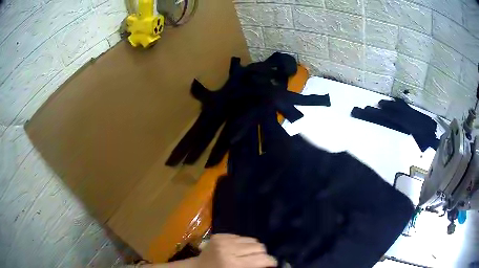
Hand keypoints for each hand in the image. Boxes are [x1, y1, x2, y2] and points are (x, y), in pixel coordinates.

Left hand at [195, 234, 276, 267]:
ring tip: (247, 255)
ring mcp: (223, 240)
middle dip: (262, 254)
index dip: (271, 262)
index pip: (262, 259)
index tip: (272, 265)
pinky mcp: (219, 235)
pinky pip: (240, 236)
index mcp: (234, 263)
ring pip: (251, 239)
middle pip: (259, 246)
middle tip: (259, 261)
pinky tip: (237, 250)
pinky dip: (242, 243)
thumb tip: (270, 265)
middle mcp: (229, 249)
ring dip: (252, 248)